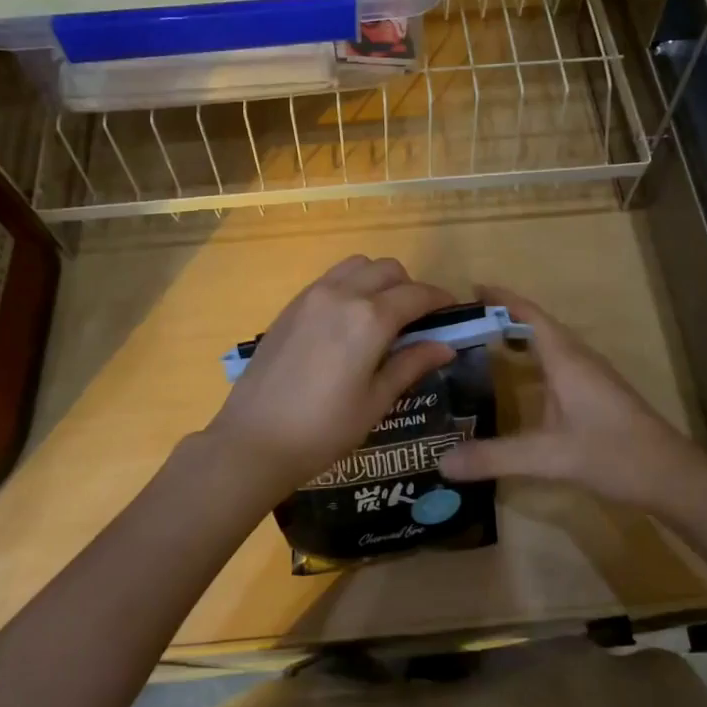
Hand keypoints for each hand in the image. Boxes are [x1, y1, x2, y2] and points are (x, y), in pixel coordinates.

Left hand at [201, 256, 456, 509]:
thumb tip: (445, 346)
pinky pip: (330, 279)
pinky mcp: (291, 306)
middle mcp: (342, 294)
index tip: (452, 313)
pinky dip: (350, 286)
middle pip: (388, 269)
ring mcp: (312, 296)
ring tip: (381, 315)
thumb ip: (411, 364)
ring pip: (357, 266)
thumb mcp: (376, 401)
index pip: (417, 295)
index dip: (440, 301)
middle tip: (416, 320)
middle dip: (410, 287)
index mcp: (370, 318)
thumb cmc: (324, 429)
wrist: (254, 440)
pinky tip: (348, 321)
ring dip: (378, 280)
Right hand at [437, 286, 706, 517]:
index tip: (470, 289)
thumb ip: (495, 457)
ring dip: (521, 337)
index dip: (502, 298)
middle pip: (539, 325)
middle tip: (465, 322)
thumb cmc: (613, 454)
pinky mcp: (598, 394)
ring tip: (485, 345)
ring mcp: (592, 376)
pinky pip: (559, 363)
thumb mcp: (548, 457)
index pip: (529, 314)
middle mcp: (579, 359)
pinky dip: (534, 360)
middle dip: (504, 317)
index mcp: (566, 359)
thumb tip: (442, 462)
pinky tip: (521, 383)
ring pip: (551, 344)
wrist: (672, 476)